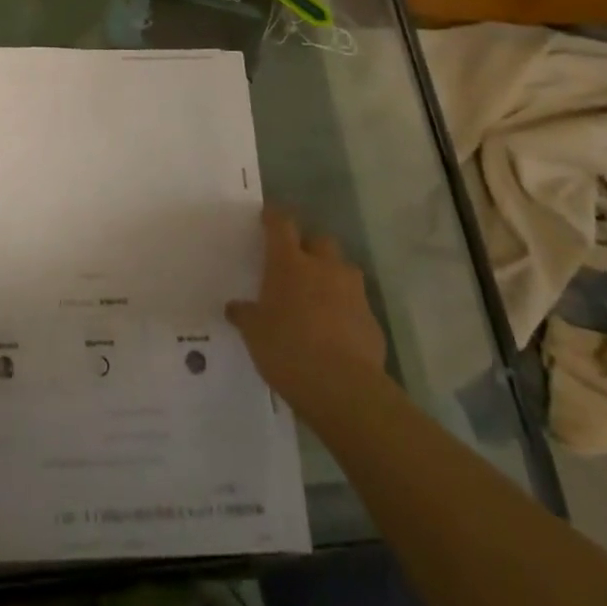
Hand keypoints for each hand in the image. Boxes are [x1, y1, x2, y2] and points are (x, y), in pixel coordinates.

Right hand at [227, 207, 391, 427]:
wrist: (344, 389)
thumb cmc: (288, 349)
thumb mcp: (254, 333)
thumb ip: (245, 315)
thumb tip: (235, 308)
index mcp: (290, 263)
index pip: (281, 225)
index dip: (274, 218)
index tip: (267, 216)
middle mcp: (324, 268)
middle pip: (320, 241)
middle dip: (309, 247)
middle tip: (296, 264)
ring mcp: (353, 293)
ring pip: (343, 270)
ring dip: (331, 277)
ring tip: (318, 298)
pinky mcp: (372, 321)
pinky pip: (357, 305)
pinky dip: (346, 311)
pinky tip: (336, 332)